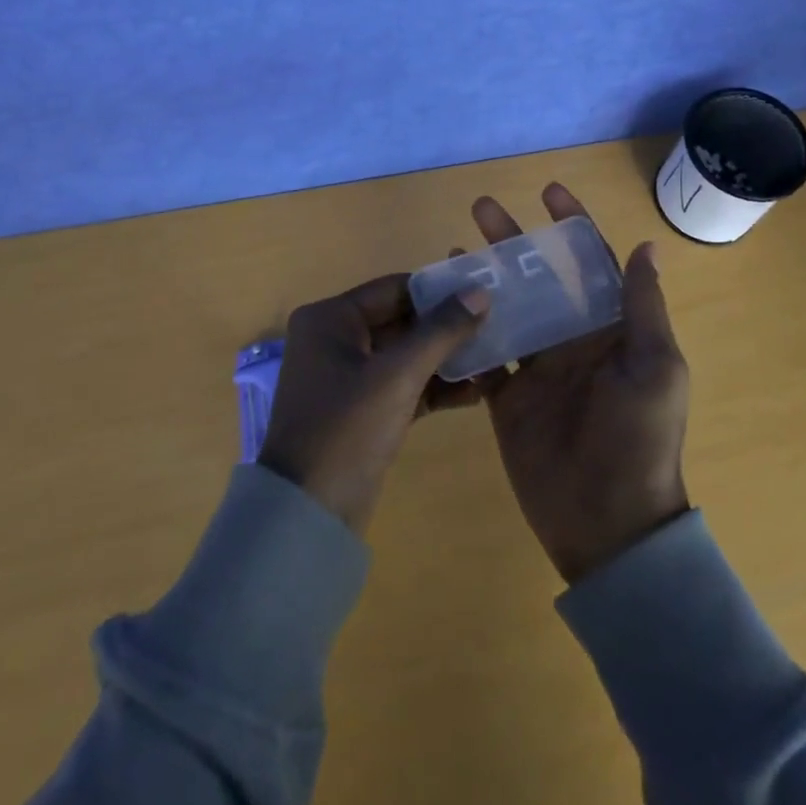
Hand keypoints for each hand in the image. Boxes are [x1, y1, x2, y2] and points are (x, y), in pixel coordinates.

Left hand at [259, 274, 490, 535]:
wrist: (309, 515)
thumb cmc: (348, 428)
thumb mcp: (398, 375)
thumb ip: (441, 331)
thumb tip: (480, 292)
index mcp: (330, 319)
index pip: (394, 289)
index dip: (439, 290)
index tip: (483, 293)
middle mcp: (335, 340)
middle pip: (401, 320)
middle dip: (447, 327)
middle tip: (496, 325)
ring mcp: (348, 377)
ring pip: (406, 355)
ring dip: (446, 358)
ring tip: (495, 358)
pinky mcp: (363, 410)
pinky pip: (403, 385)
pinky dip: (434, 387)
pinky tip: (476, 392)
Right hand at [462, 184, 691, 583]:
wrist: (609, 522)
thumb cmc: (640, 438)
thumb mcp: (656, 368)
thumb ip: (643, 308)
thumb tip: (646, 245)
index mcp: (609, 328)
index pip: (590, 263)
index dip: (571, 225)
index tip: (548, 192)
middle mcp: (571, 339)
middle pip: (539, 277)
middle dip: (513, 240)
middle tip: (481, 208)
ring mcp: (537, 367)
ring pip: (507, 307)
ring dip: (485, 276)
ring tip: (454, 247)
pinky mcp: (507, 397)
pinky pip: (484, 353)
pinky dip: (465, 328)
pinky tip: (442, 304)